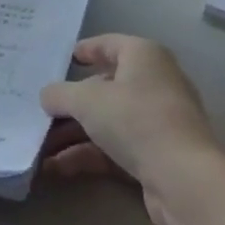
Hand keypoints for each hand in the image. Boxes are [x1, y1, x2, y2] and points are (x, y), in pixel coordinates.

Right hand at [39, 35, 224, 224]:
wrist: (185, 181)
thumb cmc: (136, 120)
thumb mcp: (87, 101)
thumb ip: (61, 94)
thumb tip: (47, 96)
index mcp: (144, 56)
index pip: (110, 44)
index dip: (85, 50)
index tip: (62, 59)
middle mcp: (154, 83)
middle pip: (105, 87)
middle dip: (71, 102)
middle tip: (41, 109)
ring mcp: (158, 122)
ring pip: (108, 121)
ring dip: (73, 133)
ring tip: (39, 145)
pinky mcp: (157, 156)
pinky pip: (115, 148)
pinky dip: (88, 155)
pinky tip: (56, 168)